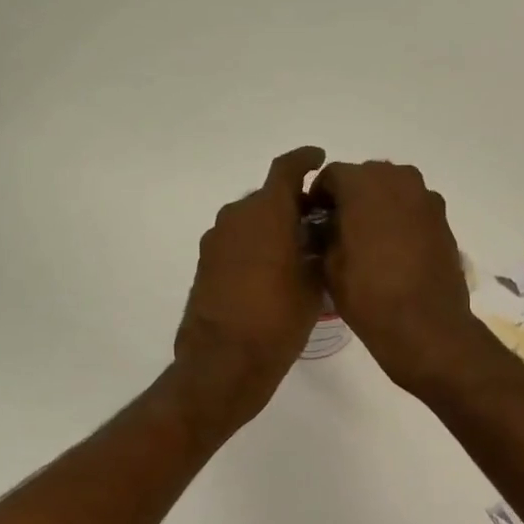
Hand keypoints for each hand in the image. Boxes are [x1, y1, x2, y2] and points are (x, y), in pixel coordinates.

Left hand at [173, 147, 326, 432]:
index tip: (318, 160)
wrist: (224, 363)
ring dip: (272, 228)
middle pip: (268, 197)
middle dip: (293, 204)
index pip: (286, 169)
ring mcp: (215, 241)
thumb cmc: (278, 321)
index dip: (305, 160)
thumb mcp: (313, 285)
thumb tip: (317, 237)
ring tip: (298, 252)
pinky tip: (273, 272)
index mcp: (266, 212)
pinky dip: (255, 247)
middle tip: (318, 224)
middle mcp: (235, 217)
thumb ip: (317, 251)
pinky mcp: (205, 265)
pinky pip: (236, 243)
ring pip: (250, 221)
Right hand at [315, 160, 487, 395]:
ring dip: (377, 209)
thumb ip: (323, 234)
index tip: (313, 222)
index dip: (318, 198)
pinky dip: (400, 222)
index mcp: (363, 183)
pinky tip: (393, 253)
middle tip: (339, 232)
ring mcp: (426, 199)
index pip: (331, 176)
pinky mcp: (443, 221)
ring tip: (367, 244)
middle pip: (365, 178)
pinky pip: (413, 211)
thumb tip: (325, 226)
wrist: (425, 326)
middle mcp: (398, 179)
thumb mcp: (329, 265)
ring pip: (392, 192)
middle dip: (350, 199)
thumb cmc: (368, 295)